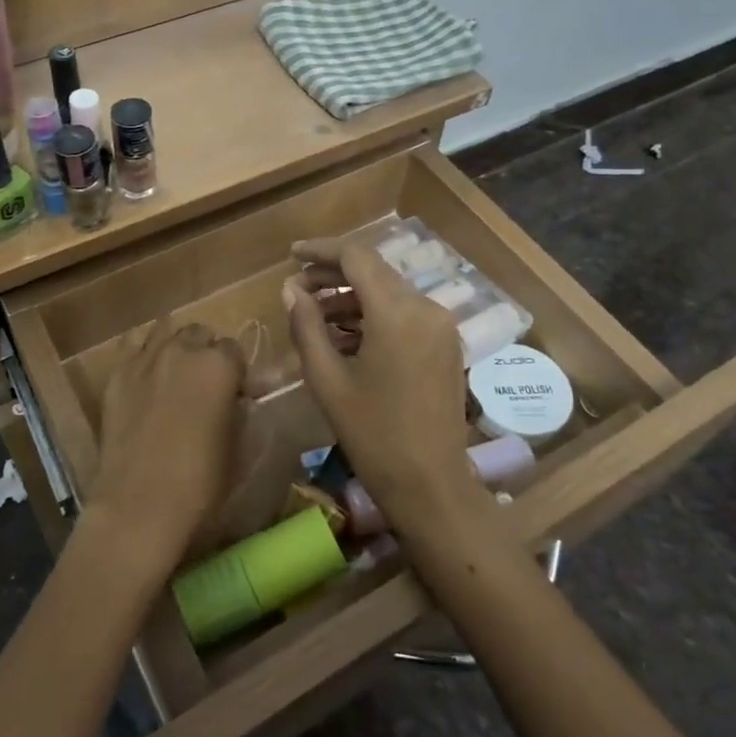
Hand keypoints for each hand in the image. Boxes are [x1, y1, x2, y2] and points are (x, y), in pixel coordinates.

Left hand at [92, 320, 244, 569]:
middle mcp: (182, 350)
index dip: (237, 373)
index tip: (237, 395)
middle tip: (205, 385)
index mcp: (219, 365)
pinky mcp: (117, 374)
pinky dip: (144, 353)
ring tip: (175, 375)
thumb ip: (243, 411)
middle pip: (199, 334)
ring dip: (176, 346)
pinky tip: (146, 376)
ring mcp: (145, 358)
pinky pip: (133, 345)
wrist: (138, 506)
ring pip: (166, 331)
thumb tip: (243, 398)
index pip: (235, 350)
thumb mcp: (239, 447)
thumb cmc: (201, 483)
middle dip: (206, 353)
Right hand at [284, 240, 476, 534]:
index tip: (291, 254)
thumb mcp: (328, 380)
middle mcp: (425, 308)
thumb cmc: (373, 435)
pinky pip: (403, 314)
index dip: (321, 250)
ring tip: (313, 315)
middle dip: (333, 274)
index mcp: (397, 312)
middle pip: (374, 272)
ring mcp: (440, 327)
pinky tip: (343, 337)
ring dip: (351, 297)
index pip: (357, 257)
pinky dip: (372, 316)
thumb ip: (307, 326)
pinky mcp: (444, 345)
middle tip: (296, 289)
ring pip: (388, 293)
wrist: (431, 486)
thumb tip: (291, 289)